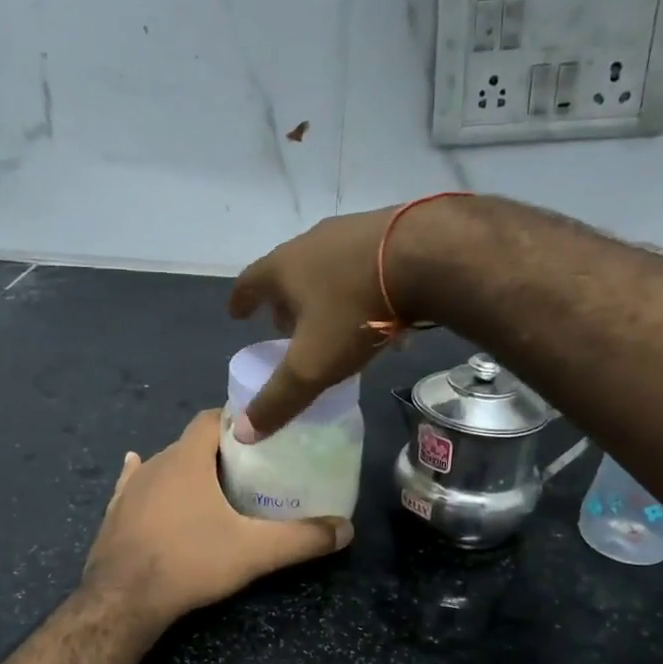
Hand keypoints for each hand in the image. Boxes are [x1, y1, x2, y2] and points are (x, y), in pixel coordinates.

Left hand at [84, 410, 351, 625]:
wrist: (123, 599)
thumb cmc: (190, 561)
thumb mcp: (255, 551)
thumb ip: (302, 538)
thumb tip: (346, 530)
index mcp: (188, 458)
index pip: (212, 418)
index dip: (237, 421)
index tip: (262, 435)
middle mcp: (156, 463)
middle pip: (191, 443)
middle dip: (218, 450)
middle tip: (249, 469)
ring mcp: (130, 488)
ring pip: (164, 464)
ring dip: (186, 469)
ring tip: (213, 485)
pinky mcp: (114, 512)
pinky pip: (132, 485)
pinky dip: (147, 481)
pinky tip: (140, 474)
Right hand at [227, 199, 459, 439]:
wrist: (426, 256)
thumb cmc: (355, 310)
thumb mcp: (313, 364)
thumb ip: (279, 399)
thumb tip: (244, 433)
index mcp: (284, 268)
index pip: (249, 282)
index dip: (240, 301)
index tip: (236, 313)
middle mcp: (312, 242)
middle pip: (288, 271)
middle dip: (283, 300)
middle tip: (284, 324)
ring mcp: (352, 232)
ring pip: (327, 266)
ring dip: (322, 292)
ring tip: (330, 318)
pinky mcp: (391, 231)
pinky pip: (364, 265)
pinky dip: (359, 287)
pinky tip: (378, 308)